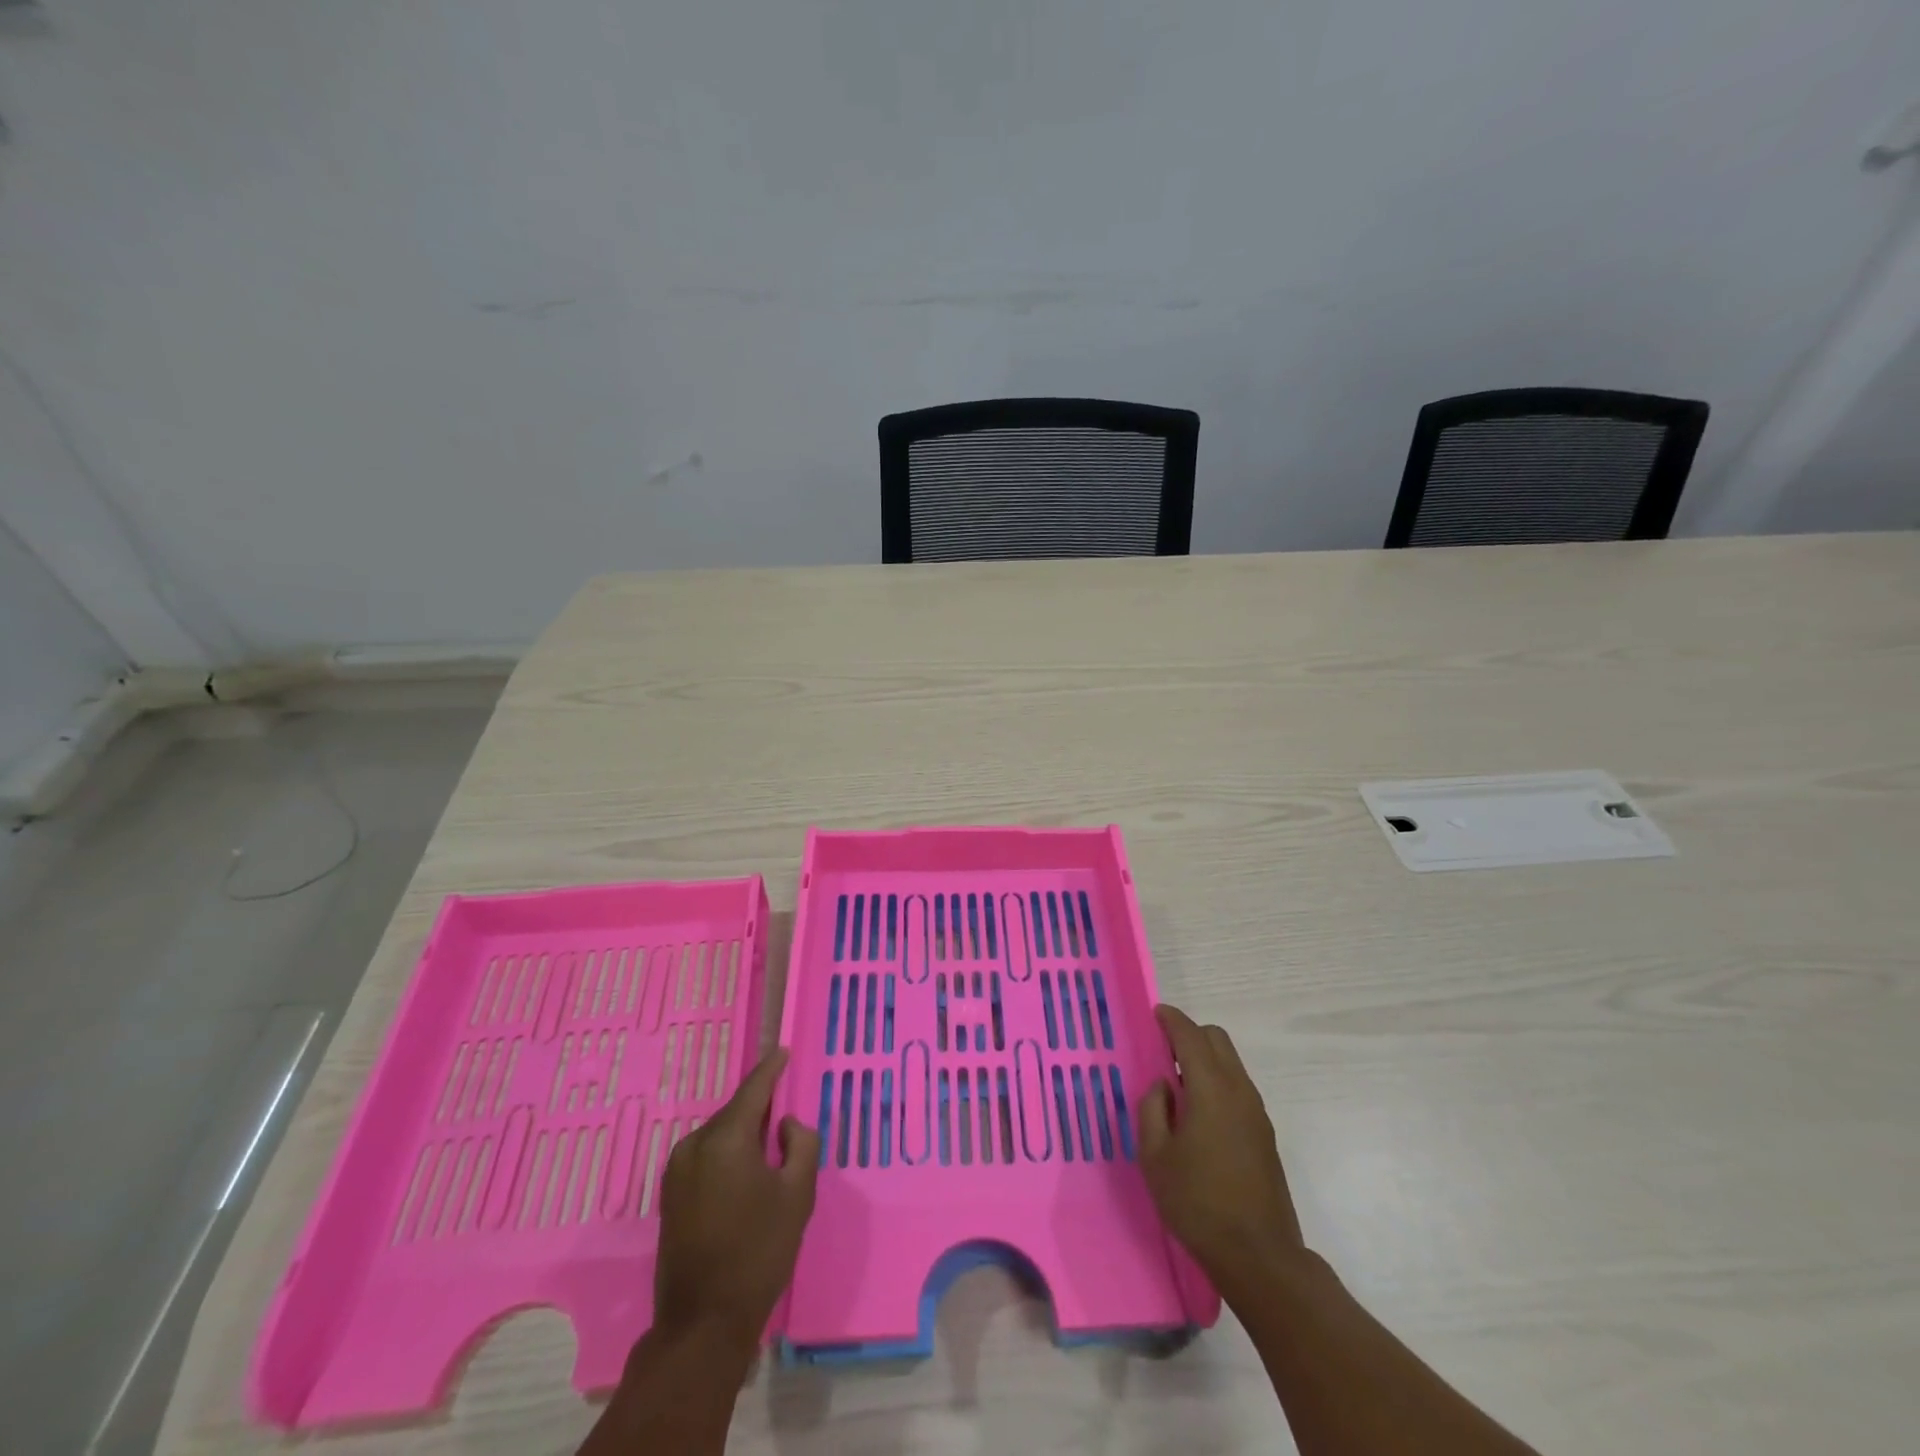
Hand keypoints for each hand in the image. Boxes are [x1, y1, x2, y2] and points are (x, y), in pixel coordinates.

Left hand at [653, 1046, 820, 1349]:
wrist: (702, 1323)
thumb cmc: (758, 1253)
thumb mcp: (798, 1194)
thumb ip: (801, 1144)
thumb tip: (785, 1125)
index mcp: (726, 1139)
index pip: (754, 1089)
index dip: (772, 1068)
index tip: (784, 1051)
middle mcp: (695, 1145)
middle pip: (736, 1112)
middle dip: (761, 1110)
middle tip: (788, 1121)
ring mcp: (676, 1170)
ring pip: (720, 1135)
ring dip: (744, 1136)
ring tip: (770, 1155)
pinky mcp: (670, 1194)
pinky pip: (706, 1156)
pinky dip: (728, 1155)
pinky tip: (746, 1176)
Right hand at [1138, 1004, 1305, 1292]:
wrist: (1259, 1256)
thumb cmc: (1198, 1203)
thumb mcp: (1155, 1157)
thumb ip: (1152, 1109)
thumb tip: (1163, 1086)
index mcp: (1211, 1089)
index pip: (1191, 1036)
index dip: (1172, 1020)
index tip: (1156, 1014)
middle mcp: (1239, 1091)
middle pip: (1217, 1040)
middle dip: (1190, 1035)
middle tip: (1163, 1051)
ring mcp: (1256, 1112)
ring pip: (1231, 1063)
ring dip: (1205, 1059)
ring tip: (1177, 1085)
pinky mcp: (1265, 1134)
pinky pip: (1238, 1087)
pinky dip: (1217, 1081)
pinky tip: (1199, 1113)